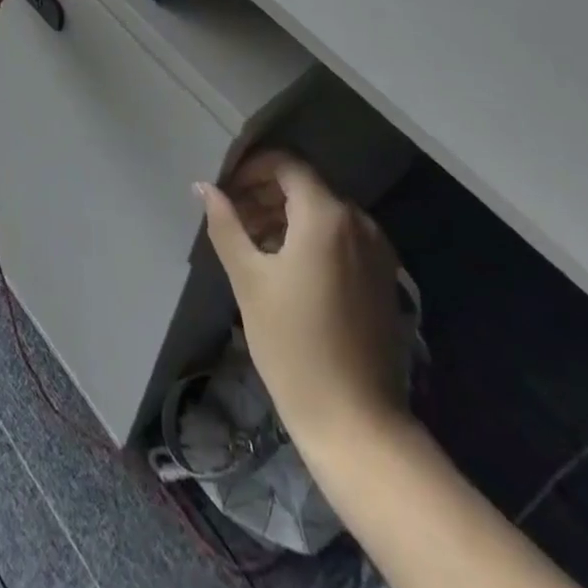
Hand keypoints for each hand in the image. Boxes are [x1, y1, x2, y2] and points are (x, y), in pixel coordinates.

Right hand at [198, 151, 412, 448]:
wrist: (357, 422)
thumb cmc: (293, 345)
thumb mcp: (249, 280)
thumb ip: (226, 225)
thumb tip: (204, 187)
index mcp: (326, 214)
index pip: (287, 164)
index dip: (252, 168)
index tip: (225, 189)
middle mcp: (358, 221)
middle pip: (306, 186)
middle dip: (265, 194)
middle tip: (232, 218)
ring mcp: (377, 250)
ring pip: (324, 212)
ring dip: (286, 216)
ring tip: (252, 244)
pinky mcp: (383, 277)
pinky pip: (342, 237)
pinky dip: (311, 238)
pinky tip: (286, 268)